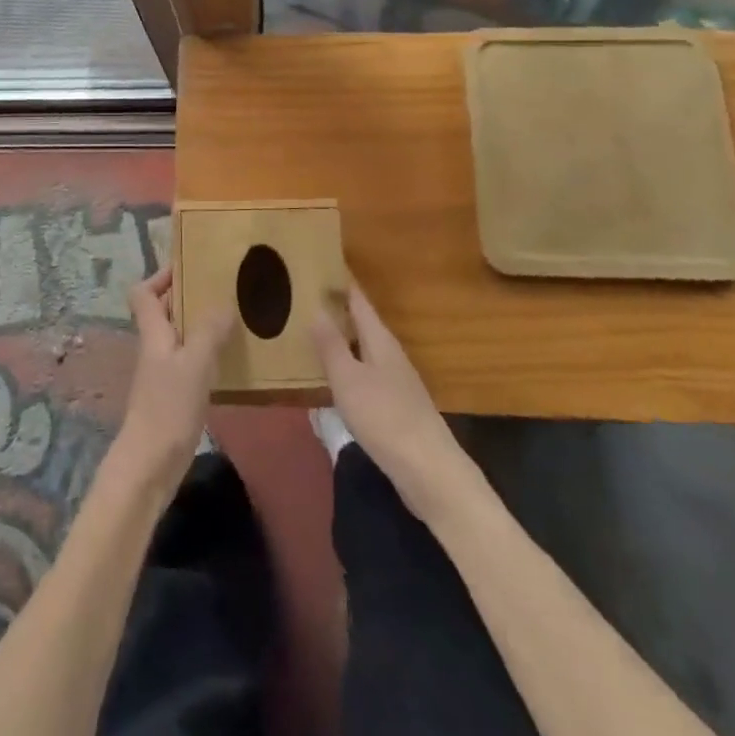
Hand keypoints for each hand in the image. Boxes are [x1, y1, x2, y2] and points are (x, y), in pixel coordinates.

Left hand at [108, 268, 233, 489]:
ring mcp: (162, 371)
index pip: (143, 292)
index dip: (160, 276)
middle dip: (188, 296)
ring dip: (200, 324)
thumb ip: (210, 331)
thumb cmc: (168, 407)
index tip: (189, 266)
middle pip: (163, 310)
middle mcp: (154, 347)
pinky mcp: (173, 394)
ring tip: (233, 317)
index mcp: (153, 332)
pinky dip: (206, 352)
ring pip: (179, 335)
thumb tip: (224, 302)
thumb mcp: (195, 363)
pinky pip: (189, 360)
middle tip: (221, 288)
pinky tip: (229, 358)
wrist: (150, 465)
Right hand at [312, 286, 474, 519]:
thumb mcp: (348, 380)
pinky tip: (333, 377)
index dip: (341, 282)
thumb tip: (315, 306)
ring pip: (364, 348)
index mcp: (380, 340)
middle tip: (305, 296)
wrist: (429, 472)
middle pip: (362, 323)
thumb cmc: (385, 418)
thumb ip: (331, 345)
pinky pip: (366, 373)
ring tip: (312, 331)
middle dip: (338, 308)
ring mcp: (396, 381)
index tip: (319, 263)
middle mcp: (390, 354)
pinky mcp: (396, 407)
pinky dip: (348, 365)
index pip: (358, 300)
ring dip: (342, 338)